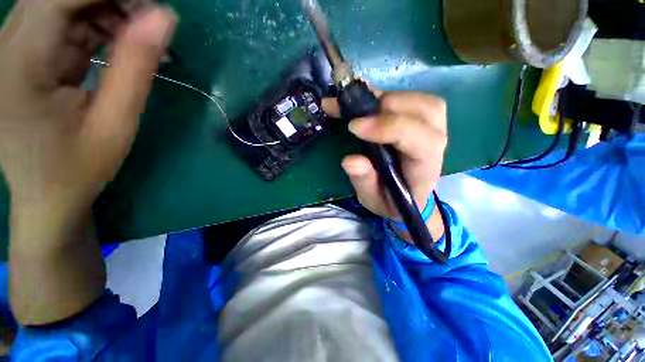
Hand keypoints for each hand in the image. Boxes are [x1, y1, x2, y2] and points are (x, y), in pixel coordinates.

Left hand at [0, 0, 175, 215]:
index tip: (155, 7)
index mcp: (18, 65)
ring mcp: (12, 50)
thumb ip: (135, 68)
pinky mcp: (25, 56)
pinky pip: (65, 22)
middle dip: (114, 0)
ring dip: (109, 12)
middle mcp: (6, 47)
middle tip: (154, 25)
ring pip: (65, 4)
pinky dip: (98, 26)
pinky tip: (122, 45)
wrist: (46, 196)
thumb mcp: (115, 124)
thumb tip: (164, 18)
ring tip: (144, 41)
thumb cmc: (77, 169)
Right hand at [322, 91, 447, 231]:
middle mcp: (435, 144)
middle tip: (356, 115)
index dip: (386, 127)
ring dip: (386, 98)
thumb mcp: (373, 199)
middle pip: (426, 109)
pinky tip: (366, 102)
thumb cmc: (391, 201)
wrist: (407, 197)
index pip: (418, 139)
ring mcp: (431, 129)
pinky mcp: (421, 122)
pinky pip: (411, 100)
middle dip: (386, 107)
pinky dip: (386, 97)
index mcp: (424, 168)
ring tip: (359, 108)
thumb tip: (350, 160)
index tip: (353, 127)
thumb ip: (364, 182)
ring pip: (421, 100)